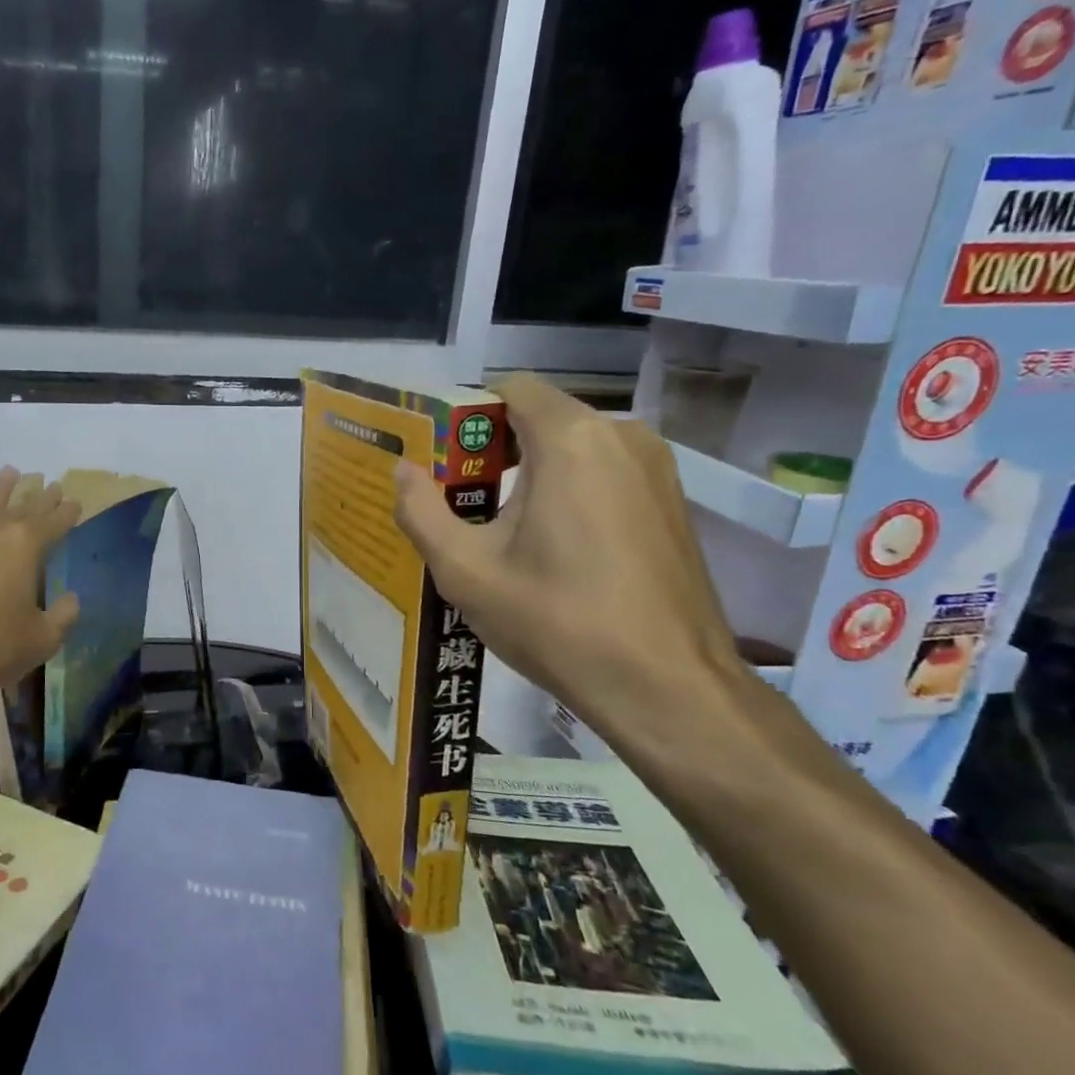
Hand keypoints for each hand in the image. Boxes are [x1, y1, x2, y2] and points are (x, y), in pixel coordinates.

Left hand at [0, 467, 81, 708]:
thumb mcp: (42, 640)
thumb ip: (63, 616)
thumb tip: (71, 599)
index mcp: (23, 547)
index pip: (53, 522)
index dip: (67, 512)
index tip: (75, 501)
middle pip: (20, 509)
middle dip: (38, 497)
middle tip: (50, 484)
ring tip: (9, 473)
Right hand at [392, 374, 746, 755]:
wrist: (667, 687)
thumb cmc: (557, 620)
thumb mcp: (466, 570)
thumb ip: (421, 511)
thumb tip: (402, 471)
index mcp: (571, 439)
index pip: (512, 387)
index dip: (469, 416)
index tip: (443, 461)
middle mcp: (622, 436)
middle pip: (542, 417)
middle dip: (496, 449)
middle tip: (460, 502)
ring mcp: (656, 470)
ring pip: (575, 448)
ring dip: (533, 474)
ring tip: (501, 531)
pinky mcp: (672, 503)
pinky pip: (606, 474)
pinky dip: (570, 492)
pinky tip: (553, 550)